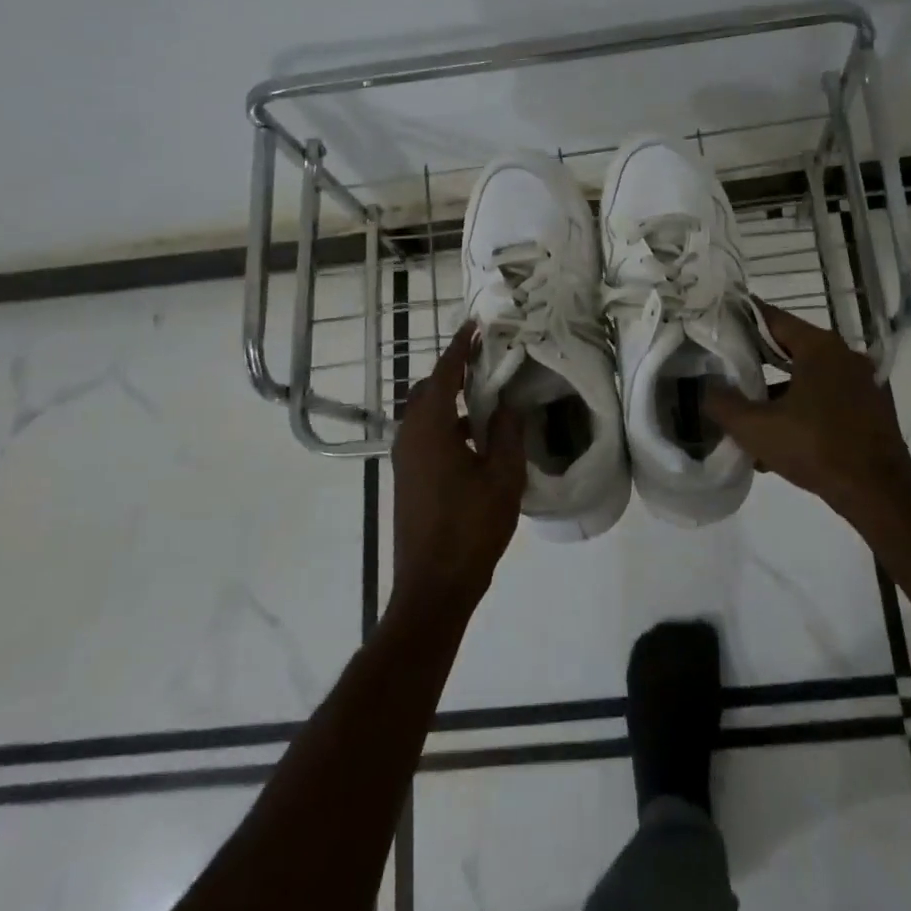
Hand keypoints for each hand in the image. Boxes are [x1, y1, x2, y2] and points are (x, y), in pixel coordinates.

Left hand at [390, 322, 527, 615]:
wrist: (434, 586)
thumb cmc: (471, 527)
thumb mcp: (502, 477)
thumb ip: (505, 432)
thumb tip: (505, 404)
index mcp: (430, 429)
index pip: (444, 373)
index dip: (461, 347)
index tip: (475, 325)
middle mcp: (409, 436)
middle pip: (428, 389)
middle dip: (454, 369)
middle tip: (486, 358)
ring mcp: (405, 458)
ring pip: (425, 413)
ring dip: (450, 398)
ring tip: (485, 393)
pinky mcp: (408, 477)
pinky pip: (425, 434)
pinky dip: (447, 422)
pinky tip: (475, 436)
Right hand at [703, 301, 910, 521]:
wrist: (879, 493)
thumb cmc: (815, 448)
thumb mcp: (756, 428)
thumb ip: (723, 404)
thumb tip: (706, 388)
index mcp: (819, 347)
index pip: (773, 318)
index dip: (743, 318)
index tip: (720, 320)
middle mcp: (844, 355)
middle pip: (791, 346)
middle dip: (758, 357)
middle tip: (727, 364)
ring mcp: (862, 382)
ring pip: (809, 375)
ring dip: (780, 389)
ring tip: (749, 410)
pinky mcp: (871, 408)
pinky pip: (827, 397)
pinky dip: (803, 407)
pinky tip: (781, 436)